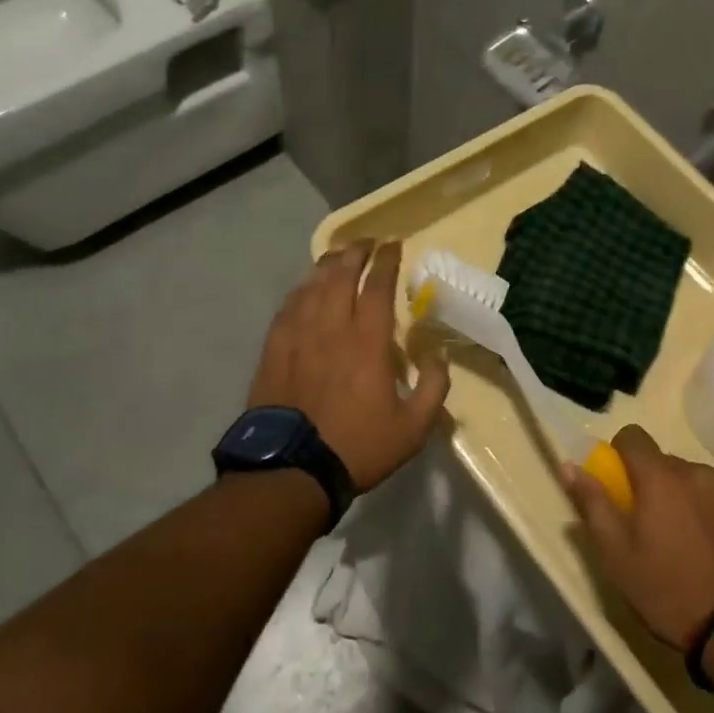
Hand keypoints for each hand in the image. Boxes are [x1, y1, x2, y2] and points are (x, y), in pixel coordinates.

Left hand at [248, 240, 450, 491]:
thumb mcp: (413, 428)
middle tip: (367, 242)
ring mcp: (298, 336)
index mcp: (367, 341)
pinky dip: (300, 289)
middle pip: (341, 275)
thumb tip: (439, 356)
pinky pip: (288, 307)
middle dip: (355, 252)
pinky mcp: (274, 349)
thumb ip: (433, 387)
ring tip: (338, 255)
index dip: (386, 261)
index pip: (377, 286)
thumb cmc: (358, 446)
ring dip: (327, 265)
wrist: (291, 470)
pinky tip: (305, 287)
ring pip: (312, 285)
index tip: (393, 246)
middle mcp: (331, 328)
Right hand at [563, 426, 713, 650]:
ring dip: (692, 500)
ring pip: (701, 483)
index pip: (633, 437)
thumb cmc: (669, 593)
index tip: (622, 484)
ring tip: (695, 545)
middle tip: (656, 528)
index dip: (622, 455)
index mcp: (660, 477)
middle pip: (668, 464)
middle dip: (658, 486)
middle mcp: (698, 472)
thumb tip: (569, 466)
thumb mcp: (617, 557)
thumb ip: (592, 504)